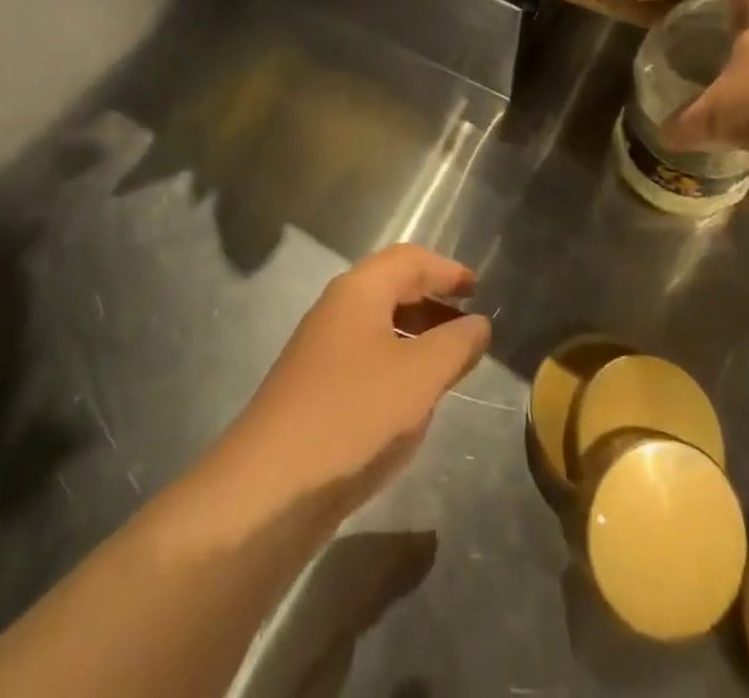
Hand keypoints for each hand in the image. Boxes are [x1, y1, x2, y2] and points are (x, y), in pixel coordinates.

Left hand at [222, 245, 490, 521]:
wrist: (269, 489)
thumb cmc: (353, 415)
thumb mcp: (419, 377)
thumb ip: (456, 344)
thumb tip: (478, 323)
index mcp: (359, 291)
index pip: (409, 259)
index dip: (446, 270)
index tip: (479, 290)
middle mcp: (336, 309)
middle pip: (391, 287)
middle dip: (433, 300)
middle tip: (469, 325)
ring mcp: (320, 350)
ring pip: (378, 325)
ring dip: (416, 334)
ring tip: (449, 363)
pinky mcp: (313, 389)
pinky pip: (365, 358)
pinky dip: (396, 363)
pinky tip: (411, 399)